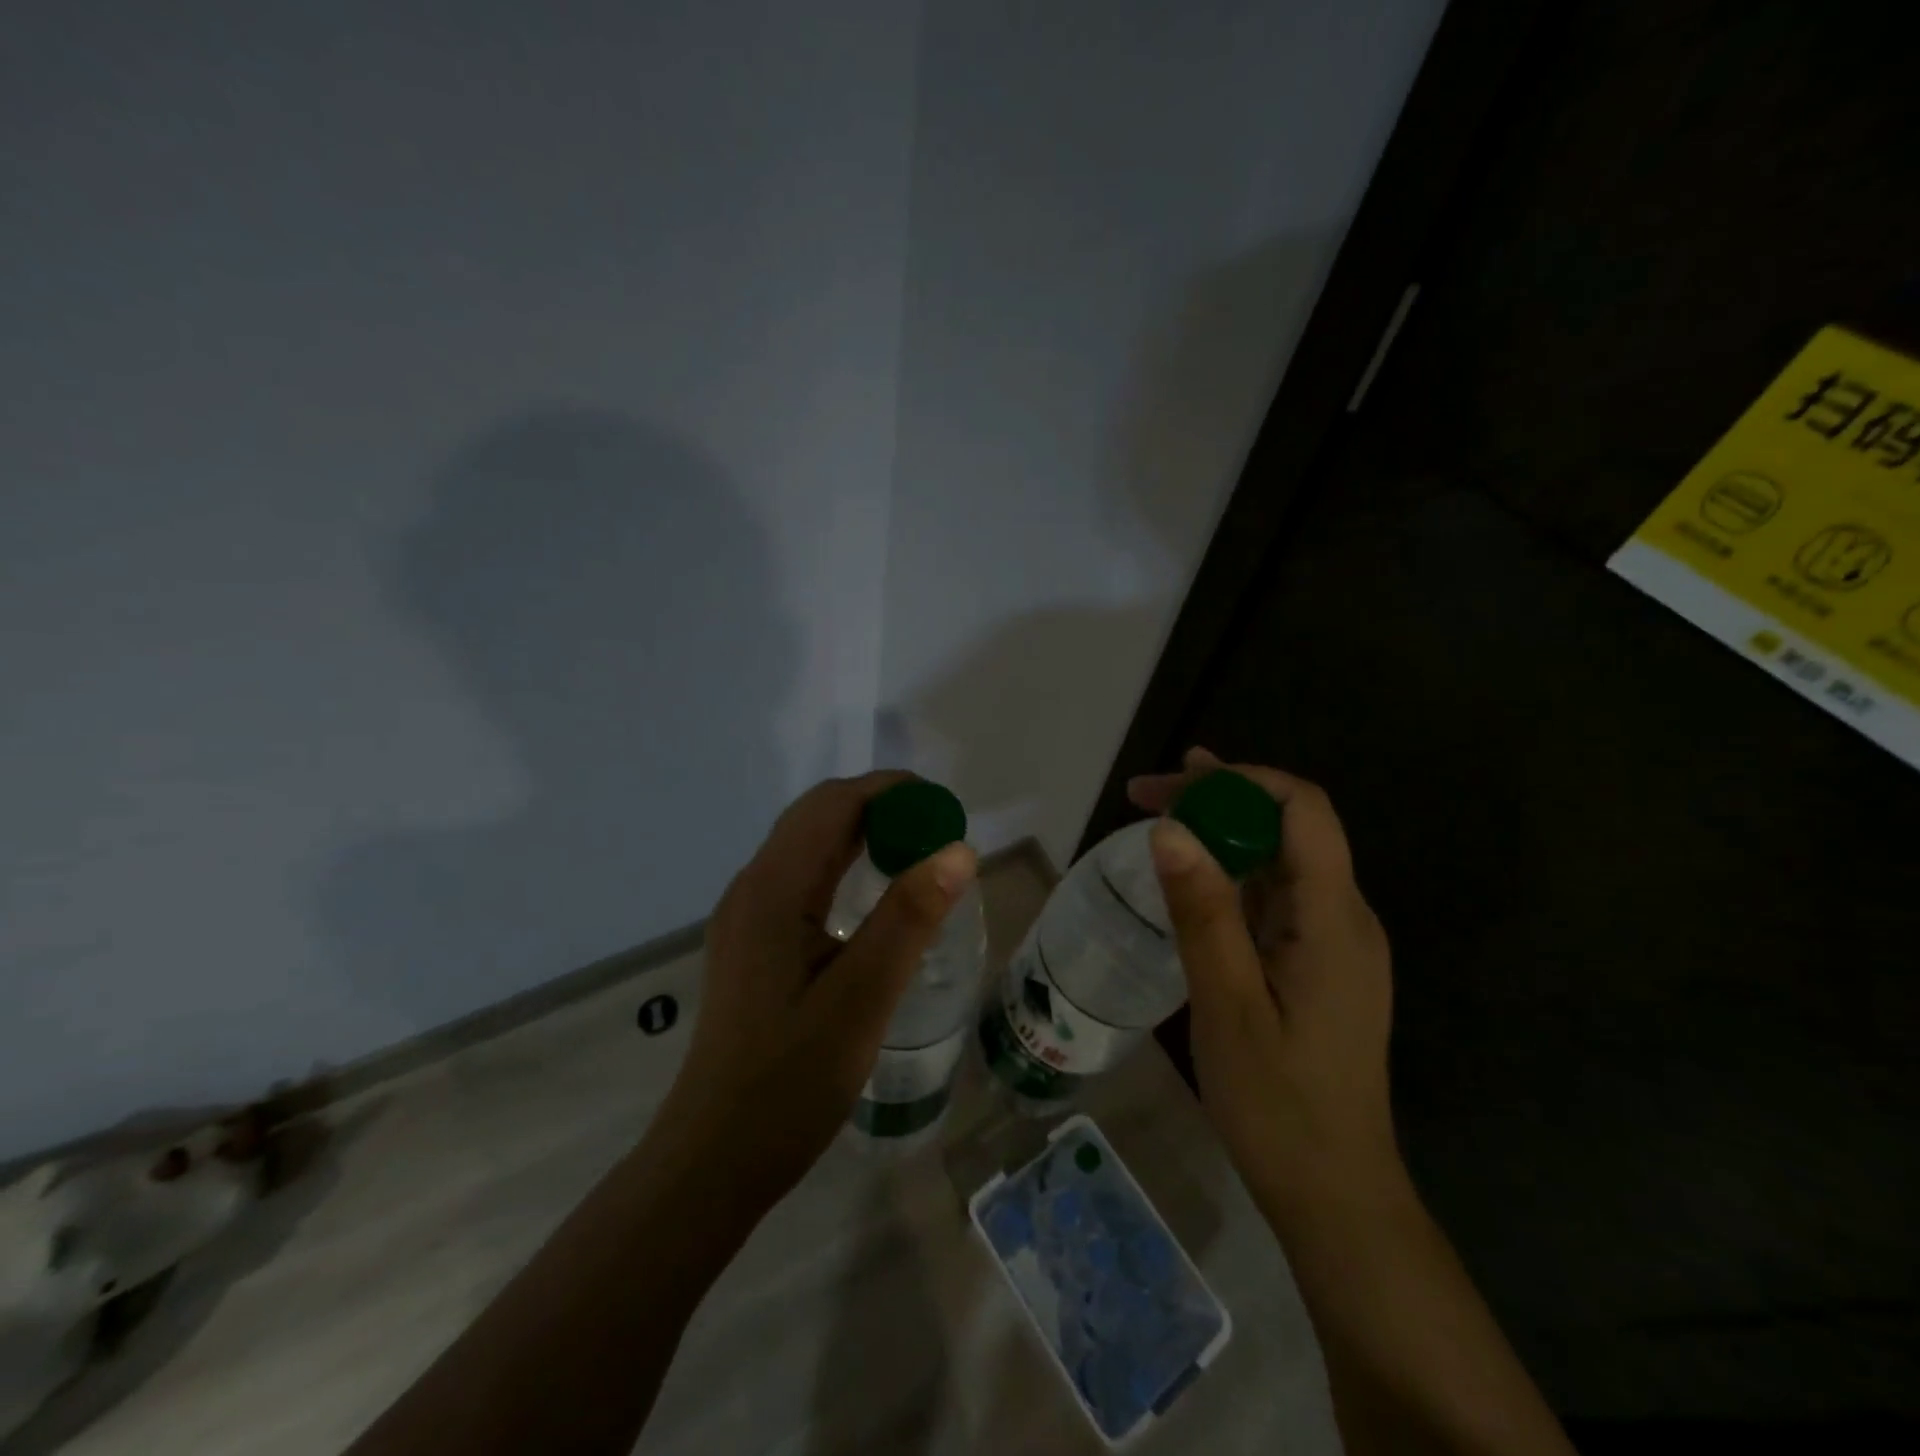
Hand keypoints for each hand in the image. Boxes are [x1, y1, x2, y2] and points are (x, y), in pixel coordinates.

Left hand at [651, 771, 976, 1215]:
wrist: (714, 1158)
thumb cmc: (790, 1082)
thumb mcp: (862, 997)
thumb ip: (909, 918)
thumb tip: (958, 849)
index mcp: (772, 889)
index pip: (832, 804)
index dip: (890, 791)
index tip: (944, 807)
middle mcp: (751, 888)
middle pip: (816, 817)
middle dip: (879, 808)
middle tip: (938, 832)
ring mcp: (746, 916)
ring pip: (807, 846)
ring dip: (862, 835)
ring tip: (918, 855)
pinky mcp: (751, 942)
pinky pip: (801, 879)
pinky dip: (844, 866)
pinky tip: (875, 898)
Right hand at [1128, 749, 1396, 1220]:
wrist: (1334, 1194)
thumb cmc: (1278, 1103)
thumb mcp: (1227, 1004)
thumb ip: (1203, 913)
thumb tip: (1170, 829)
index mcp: (1334, 919)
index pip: (1304, 809)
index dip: (1242, 780)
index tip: (1175, 782)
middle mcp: (1345, 917)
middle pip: (1291, 826)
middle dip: (1221, 798)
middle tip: (1147, 794)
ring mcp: (1336, 942)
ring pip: (1282, 860)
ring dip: (1224, 832)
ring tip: (1159, 818)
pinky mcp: (1320, 964)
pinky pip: (1278, 897)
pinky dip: (1232, 872)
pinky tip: (1193, 879)